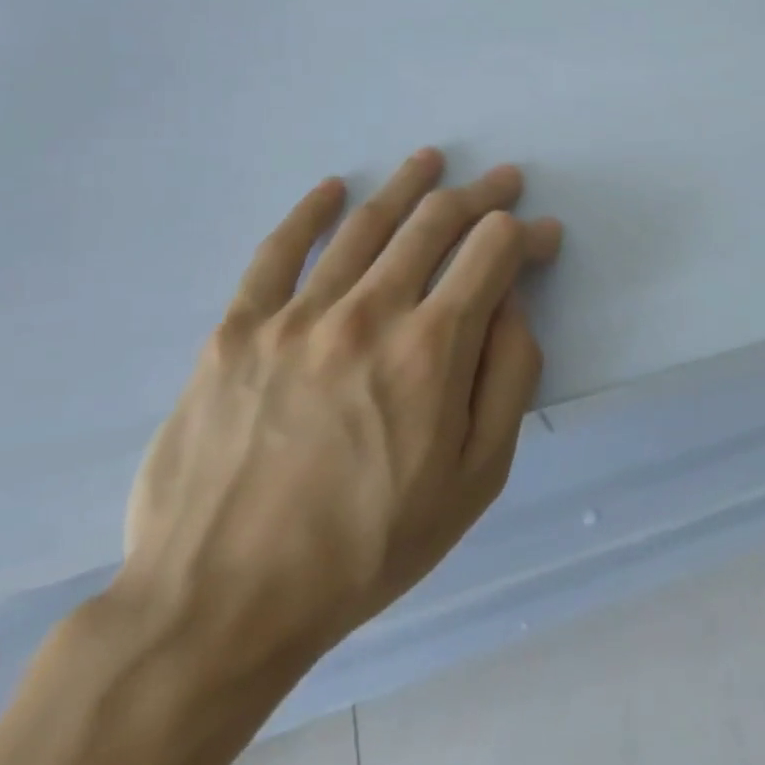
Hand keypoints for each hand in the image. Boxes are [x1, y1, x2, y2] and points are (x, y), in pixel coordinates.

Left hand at [116, 150, 561, 674]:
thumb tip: (513, 308)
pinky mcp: (236, 330)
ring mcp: (295, 316)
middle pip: (435, 223)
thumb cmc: (368, 546)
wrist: (222, 604)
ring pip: (365, 225)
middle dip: (480, 196)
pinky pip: (278, 252)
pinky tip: (333, 189)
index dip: (526, 234)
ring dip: (407, 185)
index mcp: (432, 349)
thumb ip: (508, 380)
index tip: (543, 235)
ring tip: (431, 160)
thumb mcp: (476, 479)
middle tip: (502, 182)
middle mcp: (369, 312)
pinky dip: (310, 212)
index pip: (493, 253)